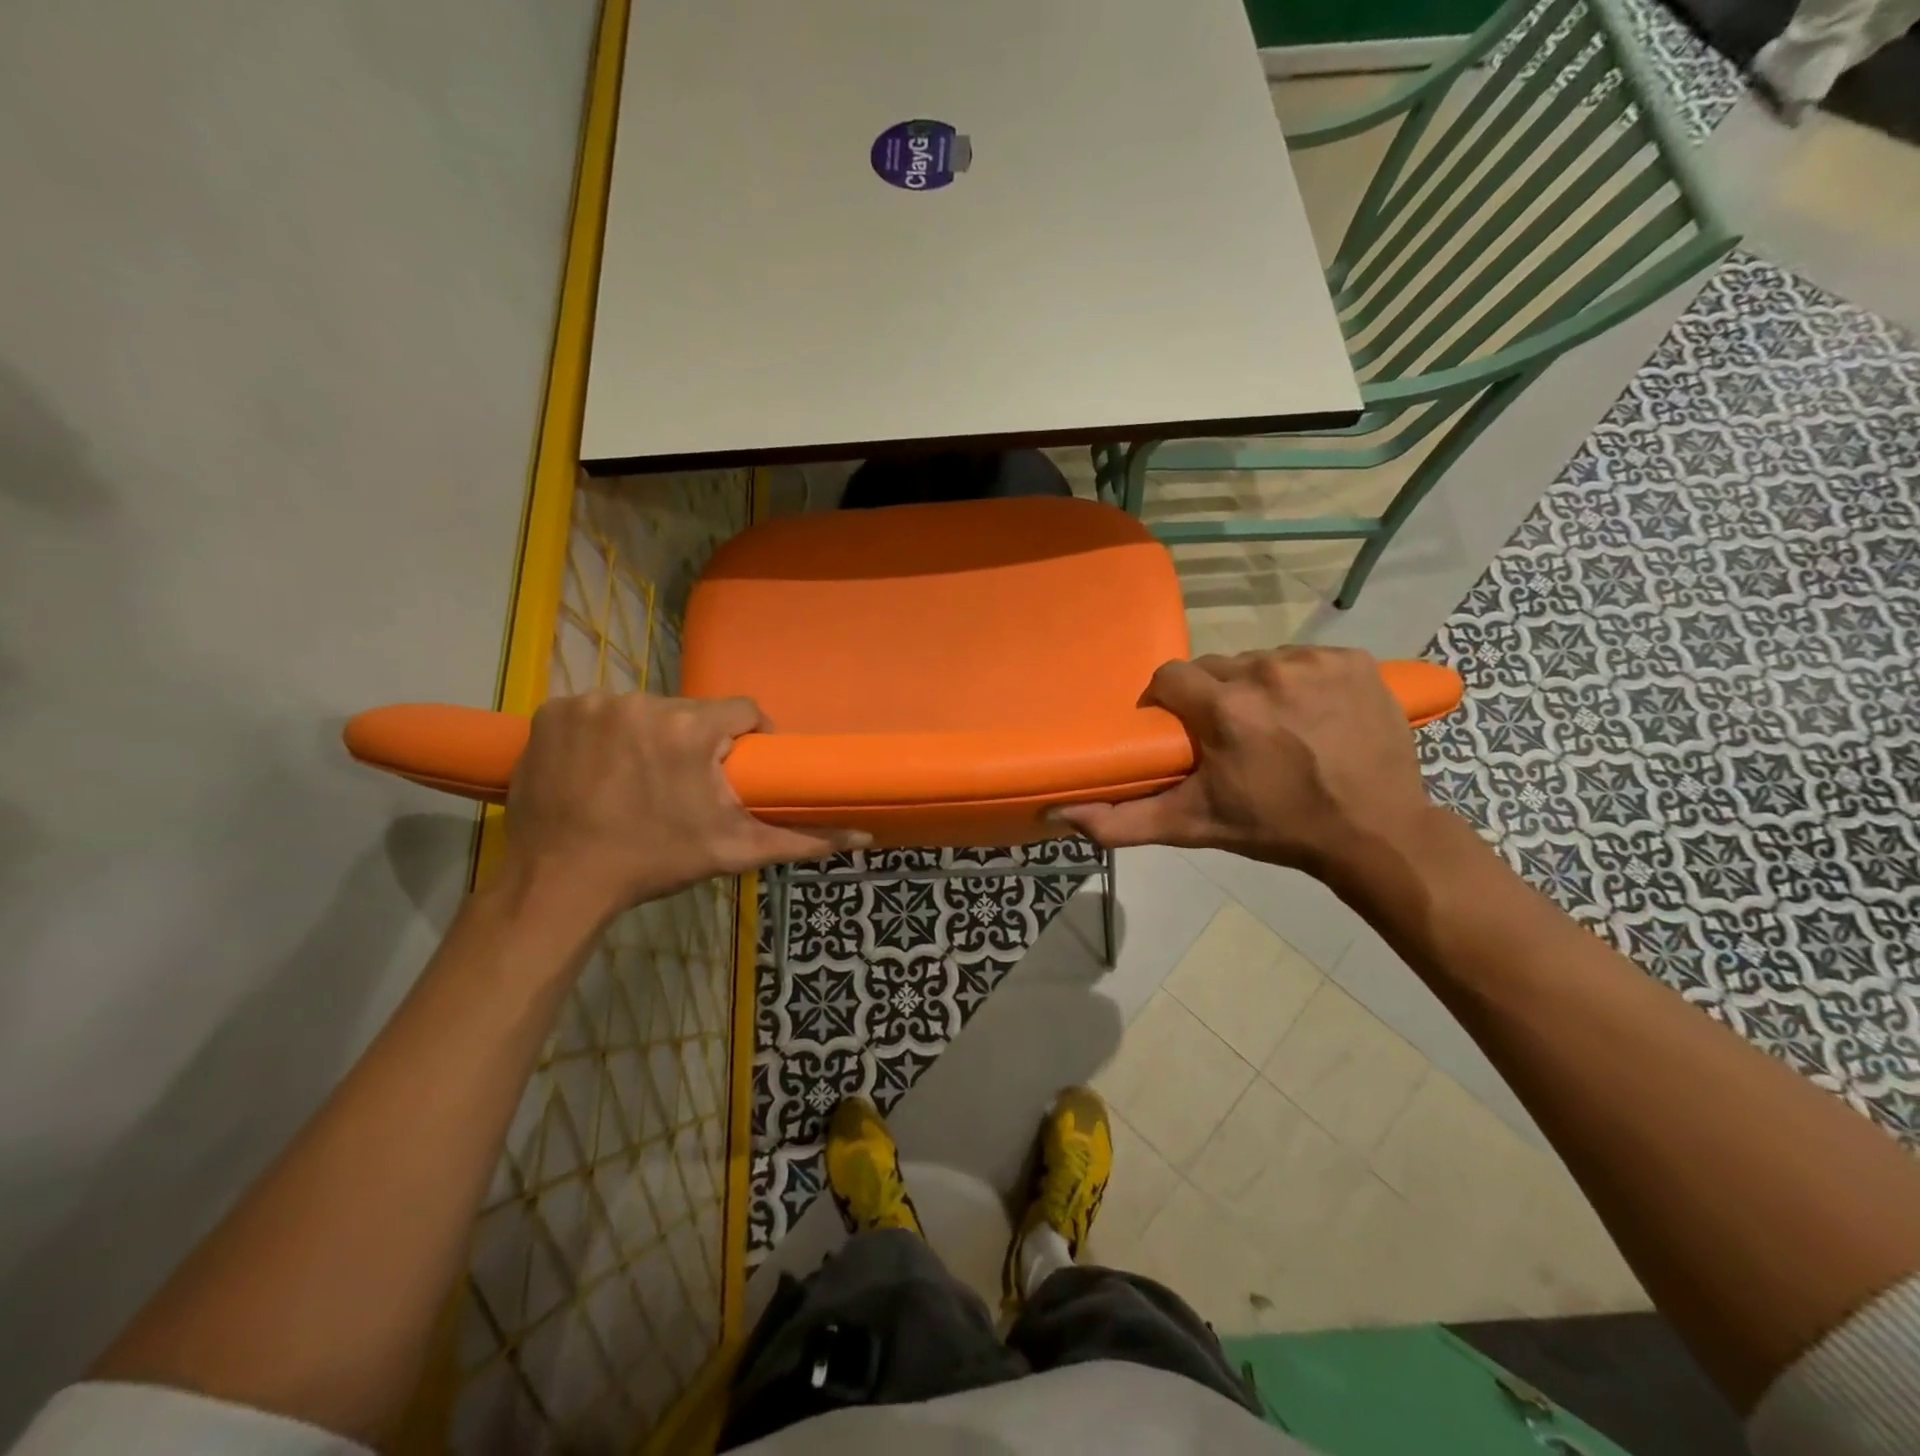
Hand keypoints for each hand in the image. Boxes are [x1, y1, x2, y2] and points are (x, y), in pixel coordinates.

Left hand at [498, 692, 864, 923]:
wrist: (559, 883)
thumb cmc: (654, 862)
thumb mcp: (734, 850)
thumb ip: (802, 838)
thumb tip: (864, 836)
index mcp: (690, 727)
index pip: (741, 710)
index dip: (746, 737)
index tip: (734, 767)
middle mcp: (641, 702)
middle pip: (689, 712)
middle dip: (693, 742)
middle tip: (683, 785)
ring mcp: (591, 704)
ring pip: (643, 711)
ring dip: (647, 737)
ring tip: (637, 780)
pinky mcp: (551, 712)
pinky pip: (594, 713)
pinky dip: (600, 735)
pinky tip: (596, 769)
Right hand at [1054, 648, 1438, 884]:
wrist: (1376, 833)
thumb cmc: (1277, 829)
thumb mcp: (1194, 826)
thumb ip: (1123, 821)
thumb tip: (1061, 814)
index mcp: (1225, 708)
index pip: (1169, 678)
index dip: (1168, 703)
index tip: (1180, 731)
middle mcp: (1267, 671)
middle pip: (1215, 668)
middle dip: (1212, 698)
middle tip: (1228, 738)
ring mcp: (1315, 661)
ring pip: (1259, 661)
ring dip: (1255, 689)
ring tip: (1273, 728)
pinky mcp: (1353, 659)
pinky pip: (1304, 659)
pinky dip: (1300, 682)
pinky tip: (1312, 716)